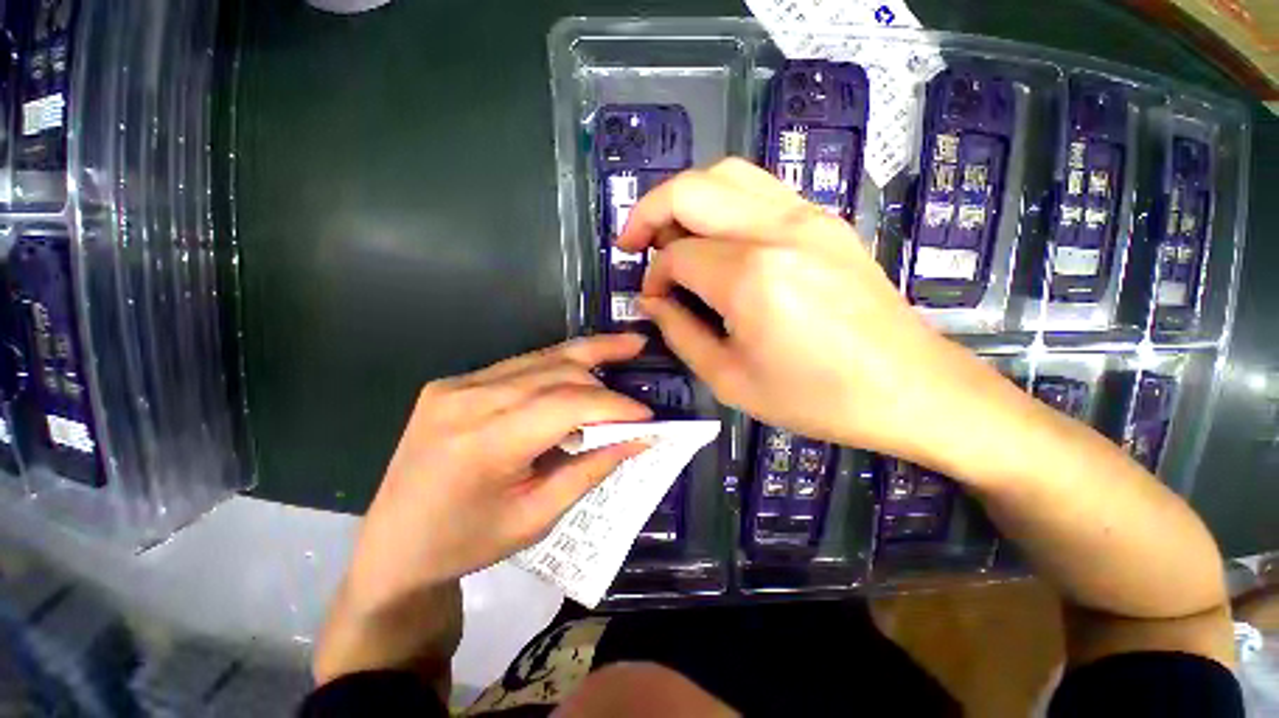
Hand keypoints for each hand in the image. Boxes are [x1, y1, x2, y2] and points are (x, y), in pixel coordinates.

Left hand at [343, 333, 652, 612]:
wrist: (392, 546)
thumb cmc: (466, 544)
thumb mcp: (536, 517)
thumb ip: (590, 470)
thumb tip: (637, 440)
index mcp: (485, 441)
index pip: (567, 404)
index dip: (614, 406)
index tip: (647, 416)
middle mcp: (468, 399)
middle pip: (556, 372)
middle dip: (605, 379)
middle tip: (639, 382)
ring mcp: (457, 385)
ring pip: (541, 358)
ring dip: (587, 355)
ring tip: (627, 345)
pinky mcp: (454, 383)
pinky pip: (521, 366)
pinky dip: (558, 366)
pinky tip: (582, 367)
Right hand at [617, 158, 1004, 463]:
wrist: (910, 388)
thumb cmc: (816, 397)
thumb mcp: (730, 380)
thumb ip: (680, 333)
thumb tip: (653, 301)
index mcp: (750, 277)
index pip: (677, 255)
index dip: (654, 275)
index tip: (653, 299)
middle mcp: (776, 230)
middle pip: (691, 189)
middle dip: (649, 212)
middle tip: (635, 244)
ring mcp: (807, 216)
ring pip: (726, 174)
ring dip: (685, 198)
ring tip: (671, 234)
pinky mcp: (825, 219)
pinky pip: (759, 188)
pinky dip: (722, 201)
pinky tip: (717, 235)